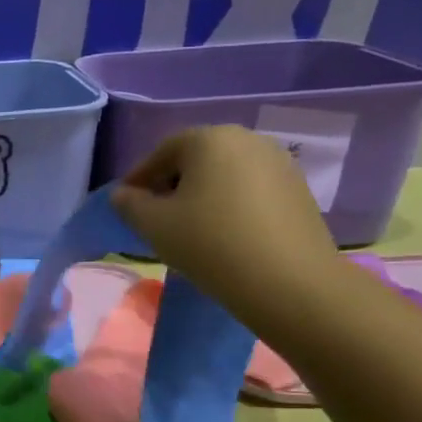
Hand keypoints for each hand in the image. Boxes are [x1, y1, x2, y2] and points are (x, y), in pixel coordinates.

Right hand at [110, 125, 338, 325]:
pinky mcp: (299, 190)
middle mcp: (247, 139)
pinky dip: (231, 205)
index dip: (139, 178)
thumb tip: (123, 195)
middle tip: (156, 216)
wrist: (290, 283)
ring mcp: (279, 163)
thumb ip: (130, 204)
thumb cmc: (211, 244)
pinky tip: (224, 234)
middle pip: (196, 159)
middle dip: (172, 184)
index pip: (162, 152)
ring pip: (225, 175)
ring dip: (202, 195)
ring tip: (189, 229)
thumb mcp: (154, 226)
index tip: (126, 204)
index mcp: (209, 138)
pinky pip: (251, 190)